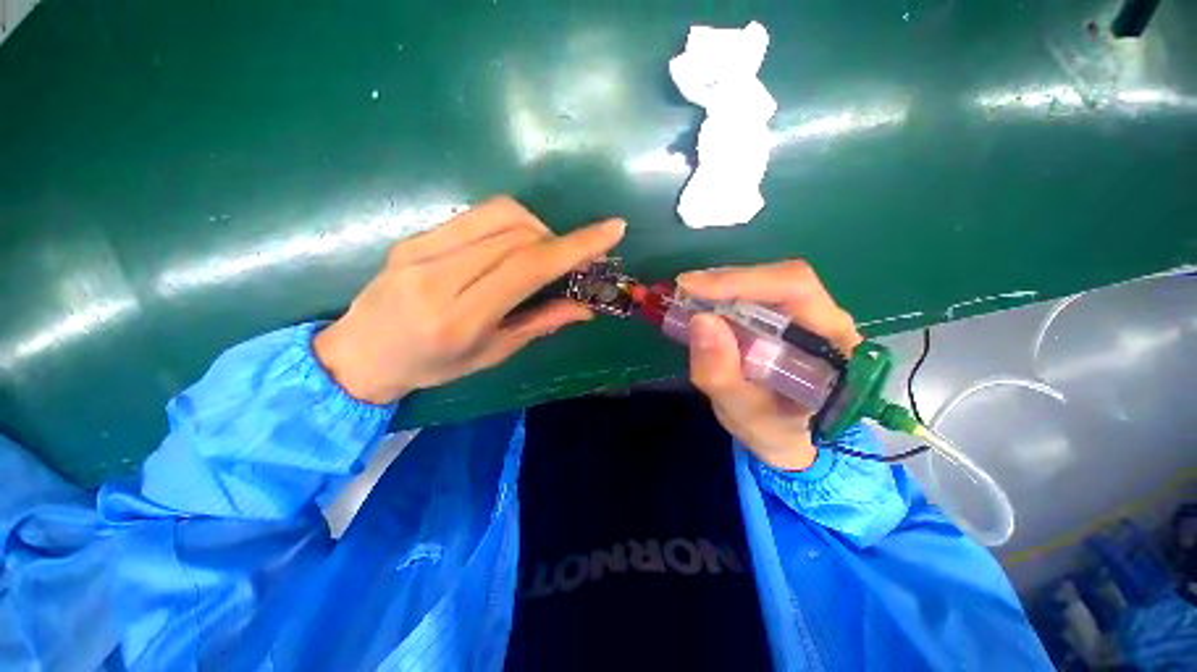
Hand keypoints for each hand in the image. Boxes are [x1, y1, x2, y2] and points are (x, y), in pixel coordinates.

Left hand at [314, 196, 624, 403]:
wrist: (360, 353)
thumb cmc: (431, 367)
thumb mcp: (491, 354)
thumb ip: (540, 323)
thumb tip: (585, 307)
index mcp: (461, 317)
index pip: (528, 267)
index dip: (575, 246)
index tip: (613, 230)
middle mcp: (440, 274)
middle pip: (518, 233)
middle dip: (559, 240)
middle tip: (573, 260)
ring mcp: (422, 247)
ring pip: (500, 213)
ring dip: (537, 228)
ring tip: (542, 254)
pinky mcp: (416, 235)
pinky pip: (478, 215)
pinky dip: (511, 225)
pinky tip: (512, 248)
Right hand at [678, 261, 862, 470]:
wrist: (790, 437)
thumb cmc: (775, 431)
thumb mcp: (743, 414)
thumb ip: (721, 374)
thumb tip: (700, 320)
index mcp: (834, 344)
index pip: (795, 289)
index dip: (741, 282)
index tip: (691, 288)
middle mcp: (828, 319)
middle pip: (779, 279)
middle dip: (726, 282)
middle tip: (683, 292)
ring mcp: (809, 315)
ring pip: (766, 282)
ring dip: (722, 287)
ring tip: (688, 299)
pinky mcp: (788, 317)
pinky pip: (757, 295)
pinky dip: (724, 295)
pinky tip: (702, 305)